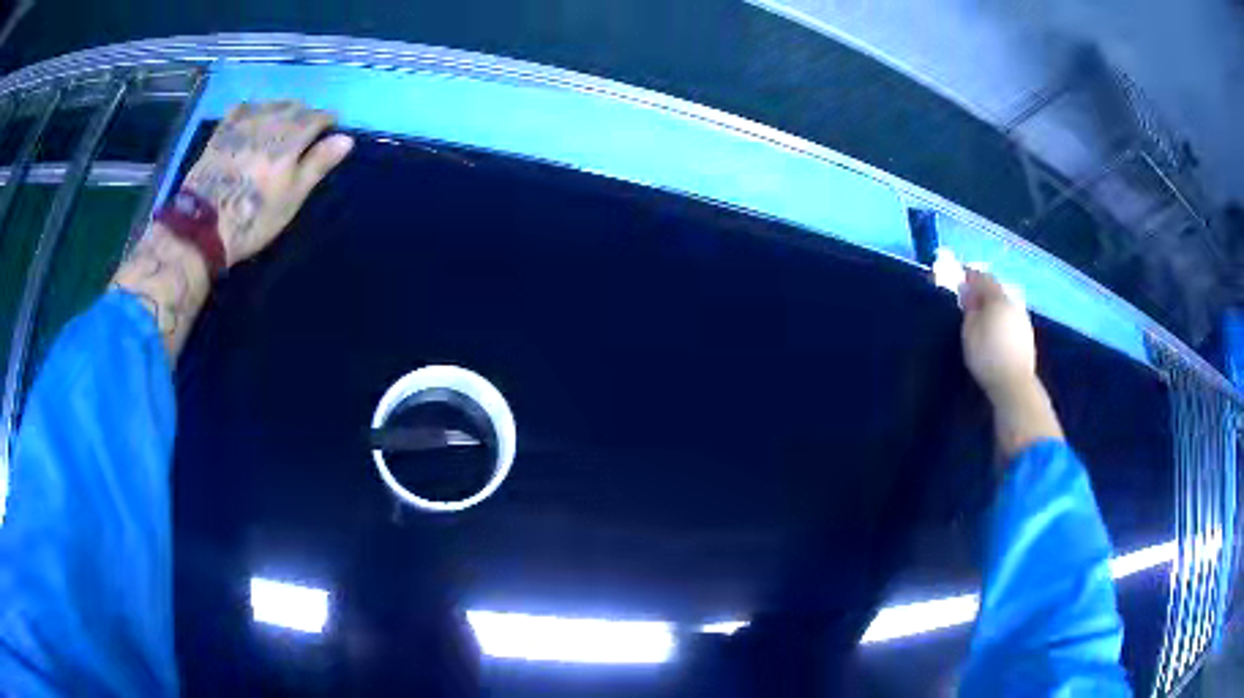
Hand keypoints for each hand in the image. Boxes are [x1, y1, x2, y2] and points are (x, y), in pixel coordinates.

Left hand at [183, 100, 353, 265]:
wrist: (203, 228)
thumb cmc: (253, 217)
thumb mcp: (291, 198)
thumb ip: (317, 164)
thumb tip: (347, 138)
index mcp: (290, 139)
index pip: (317, 117)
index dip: (328, 120)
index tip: (332, 128)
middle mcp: (269, 123)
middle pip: (294, 106)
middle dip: (305, 113)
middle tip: (307, 129)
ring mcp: (243, 125)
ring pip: (270, 104)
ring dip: (281, 109)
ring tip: (282, 122)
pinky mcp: (221, 132)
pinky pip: (242, 108)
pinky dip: (253, 109)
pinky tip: (253, 118)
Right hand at [960, 268, 1036, 399]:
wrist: (1014, 383)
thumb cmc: (987, 356)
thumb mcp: (969, 332)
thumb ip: (969, 311)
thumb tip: (970, 296)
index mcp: (998, 299)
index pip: (984, 278)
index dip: (972, 276)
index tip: (962, 277)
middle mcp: (1013, 304)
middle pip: (998, 290)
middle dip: (984, 291)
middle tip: (971, 298)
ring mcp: (1023, 319)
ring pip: (1007, 304)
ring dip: (995, 305)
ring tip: (983, 315)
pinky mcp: (1027, 335)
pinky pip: (1012, 317)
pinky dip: (1003, 317)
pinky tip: (997, 328)